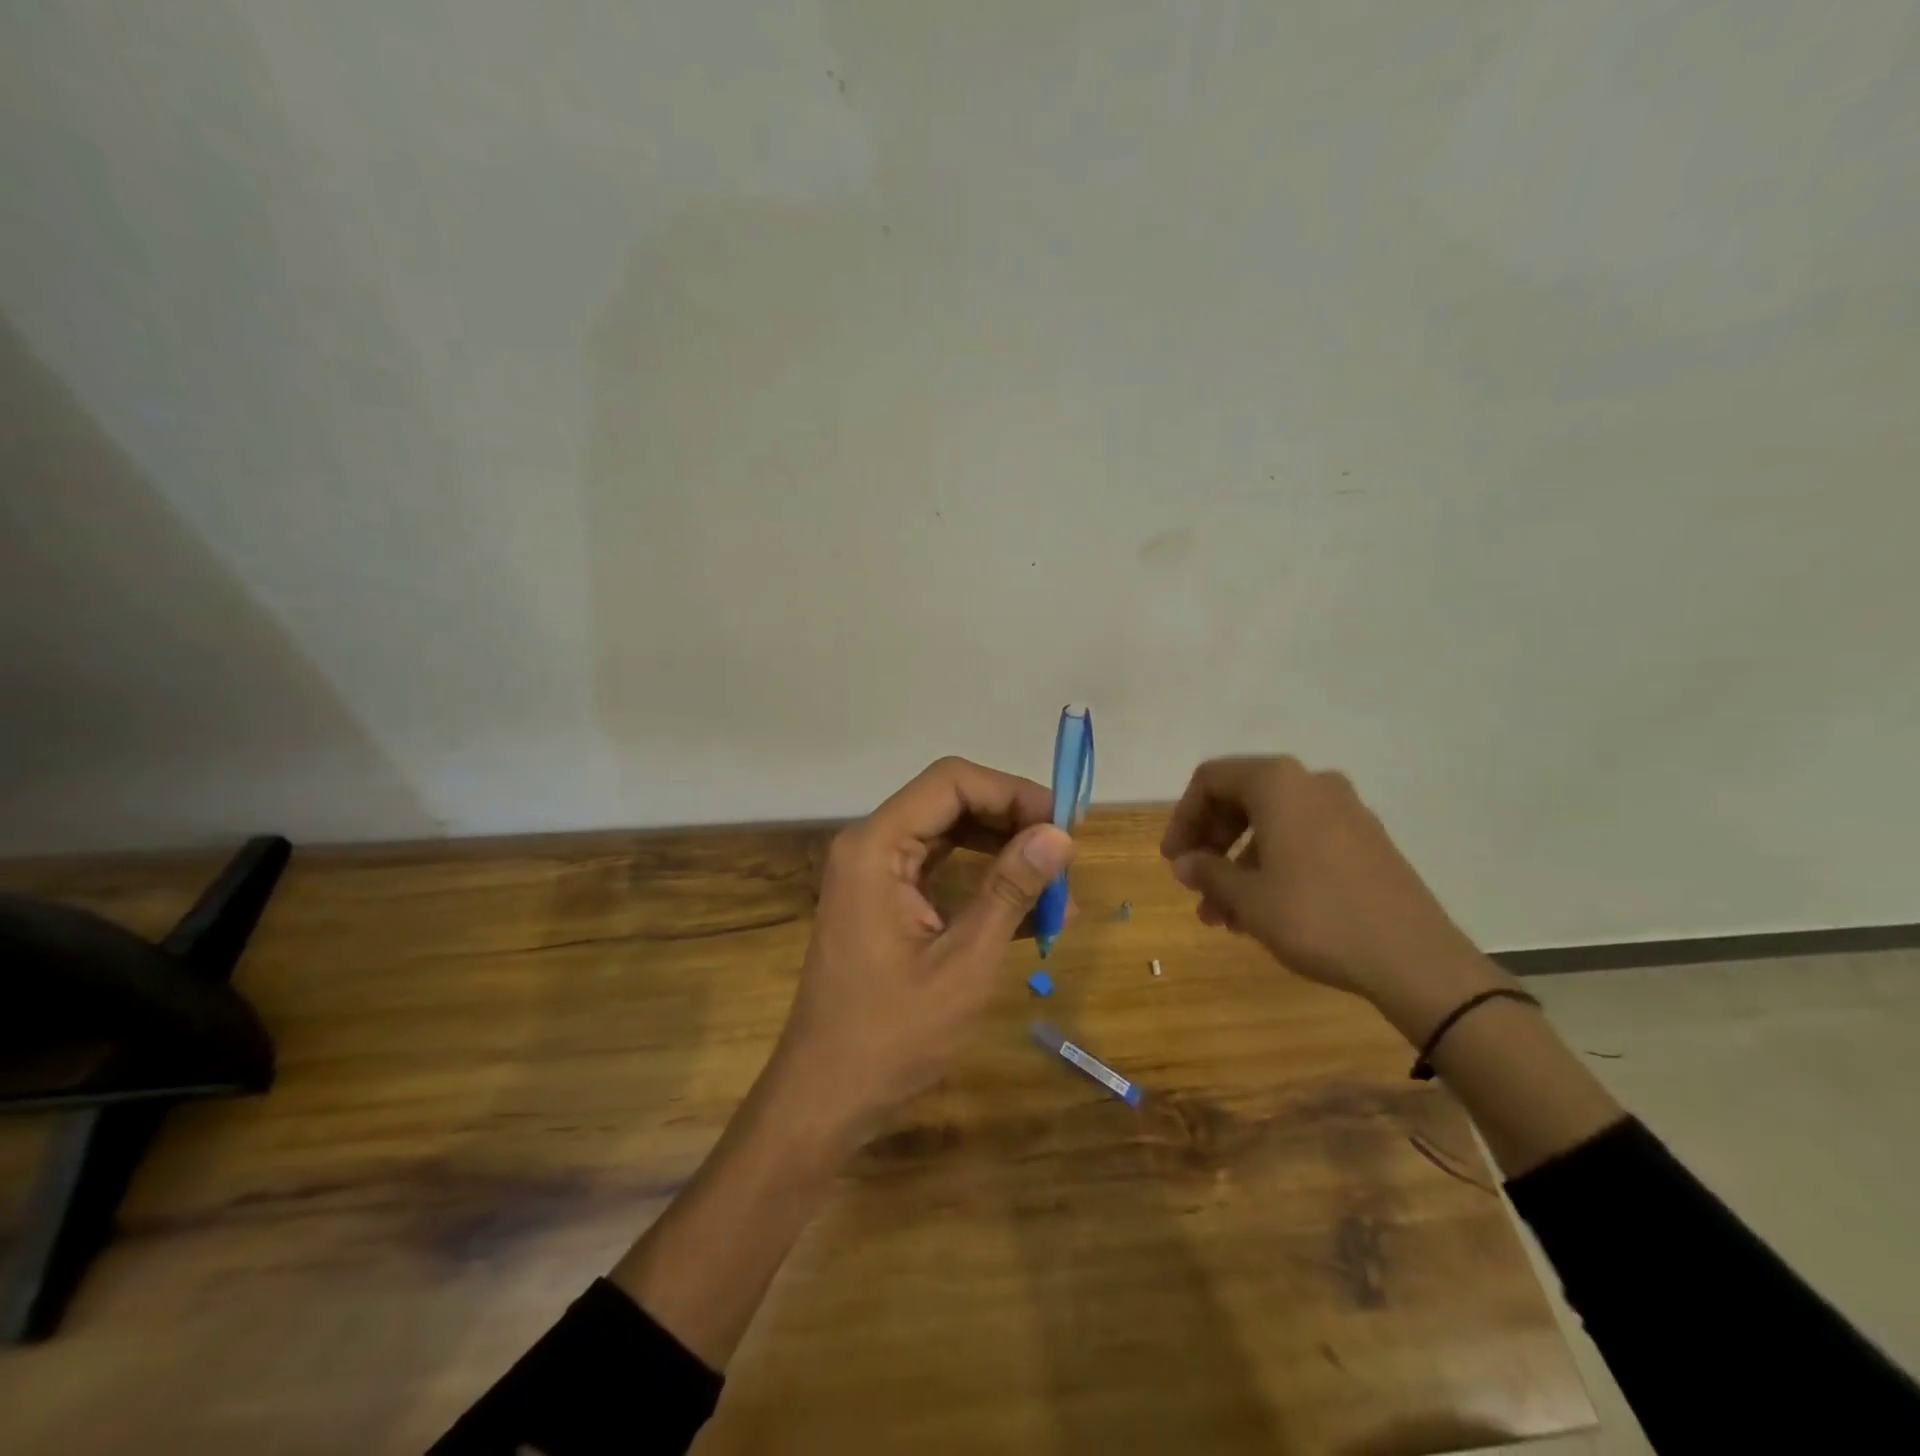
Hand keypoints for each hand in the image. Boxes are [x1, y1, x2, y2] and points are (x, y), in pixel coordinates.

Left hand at [769, 756, 1074, 1145]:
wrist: (825, 1098)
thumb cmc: (891, 1035)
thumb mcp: (963, 962)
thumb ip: (1010, 890)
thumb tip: (1060, 835)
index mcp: (876, 847)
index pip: (951, 783)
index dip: (1011, 792)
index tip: (1064, 823)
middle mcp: (872, 846)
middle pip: (951, 803)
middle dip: (1012, 821)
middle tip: (1066, 854)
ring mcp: (877, 875)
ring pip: (950, 836)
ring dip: (1004, 853)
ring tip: (1058, 886)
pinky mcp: (886, 903)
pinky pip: (942, 872)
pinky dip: (984, 883)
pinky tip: (1032, 912)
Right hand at [1160, 756, 1486, 1003]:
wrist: (1415, 960)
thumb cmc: (1316, 917)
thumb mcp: (1248, 898)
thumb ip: (1208, 872)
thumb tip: (1185, 862)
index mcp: (1278, 784)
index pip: (1211, 780)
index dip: (1183, 818)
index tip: (1173, 860)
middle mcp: (1312, 784)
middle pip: (1241, 799)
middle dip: (1212, 844)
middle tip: (1195, 885)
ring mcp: (1346, 811)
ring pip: (1272, 825)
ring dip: (1240, 863)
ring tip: (1223, 915)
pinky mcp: (1366, 841)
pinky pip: (1303, 840)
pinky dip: (1274, 865)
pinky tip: (1263, 911)